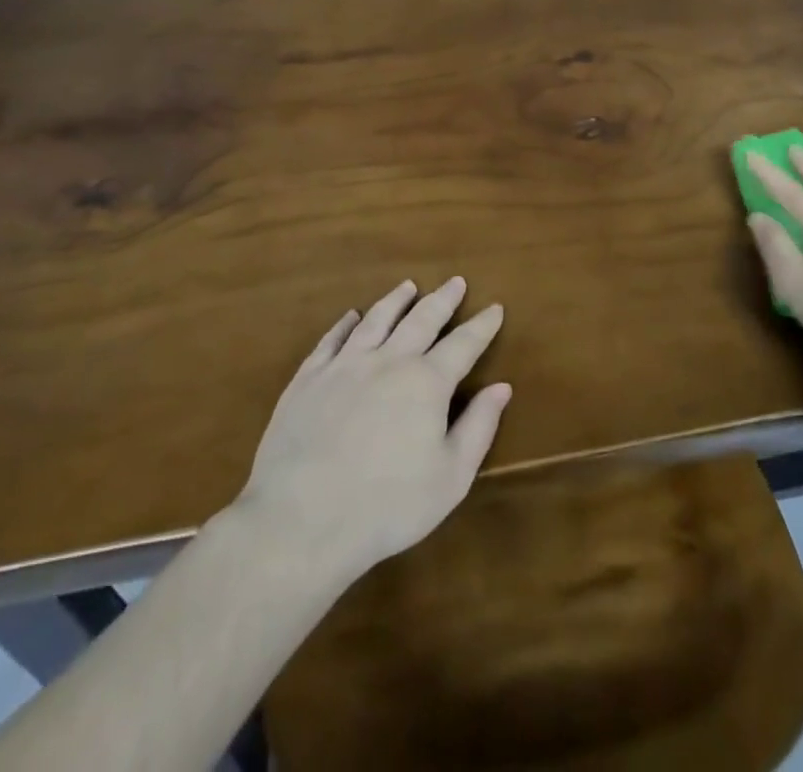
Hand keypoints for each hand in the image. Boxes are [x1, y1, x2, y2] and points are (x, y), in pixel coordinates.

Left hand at [233, 277, 510, 587]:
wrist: (301, 520)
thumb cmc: (386, 506)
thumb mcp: (450, 478)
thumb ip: (478, 428)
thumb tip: (501, 387)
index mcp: (426, 382)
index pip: (463, 344)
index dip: (482, 325)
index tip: (495, 307)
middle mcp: (388, 361)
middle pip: (421, 319)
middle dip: (443, 299)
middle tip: (455, 282)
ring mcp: (344, 366)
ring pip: (376, 320)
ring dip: (396, 301)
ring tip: (408, 287)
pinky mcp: (308, 379)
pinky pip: (331, 340)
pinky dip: (345, 323)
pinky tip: (351, 316)